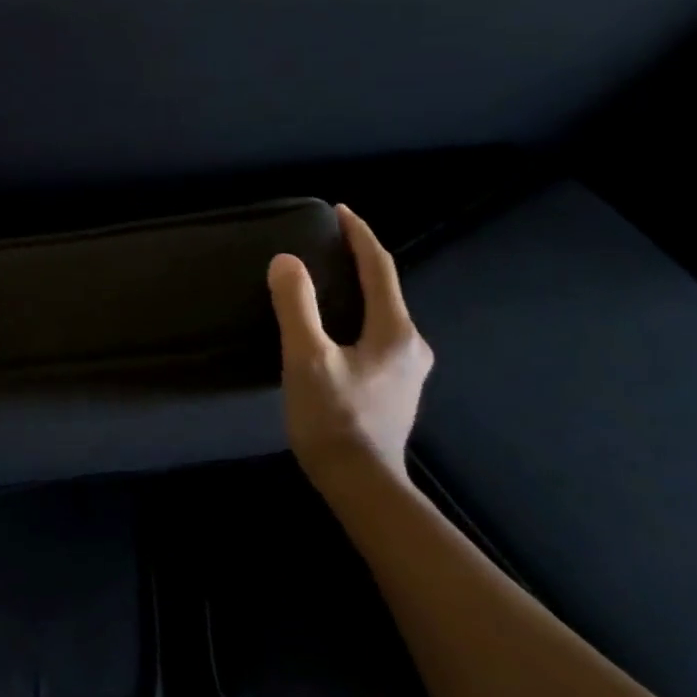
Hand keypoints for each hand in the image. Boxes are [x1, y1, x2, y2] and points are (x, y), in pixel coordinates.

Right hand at [267, 205, 433, 482]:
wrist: (361, 484)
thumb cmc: (333, 418)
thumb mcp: (306, 358)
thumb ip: (296, 306)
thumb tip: (286, 261)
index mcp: (395, 331)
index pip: (380, 268)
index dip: (360, 235)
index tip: (340, 211)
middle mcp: (411, 345)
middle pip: (386, 289)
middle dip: (359, 261)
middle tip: (328, 243)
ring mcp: (408, 370)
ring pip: (382, 314)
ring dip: (358, 290)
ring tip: (328, 279)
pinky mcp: (396, 388)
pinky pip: (378, 335)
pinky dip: (358, 316)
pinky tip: (337, 327)